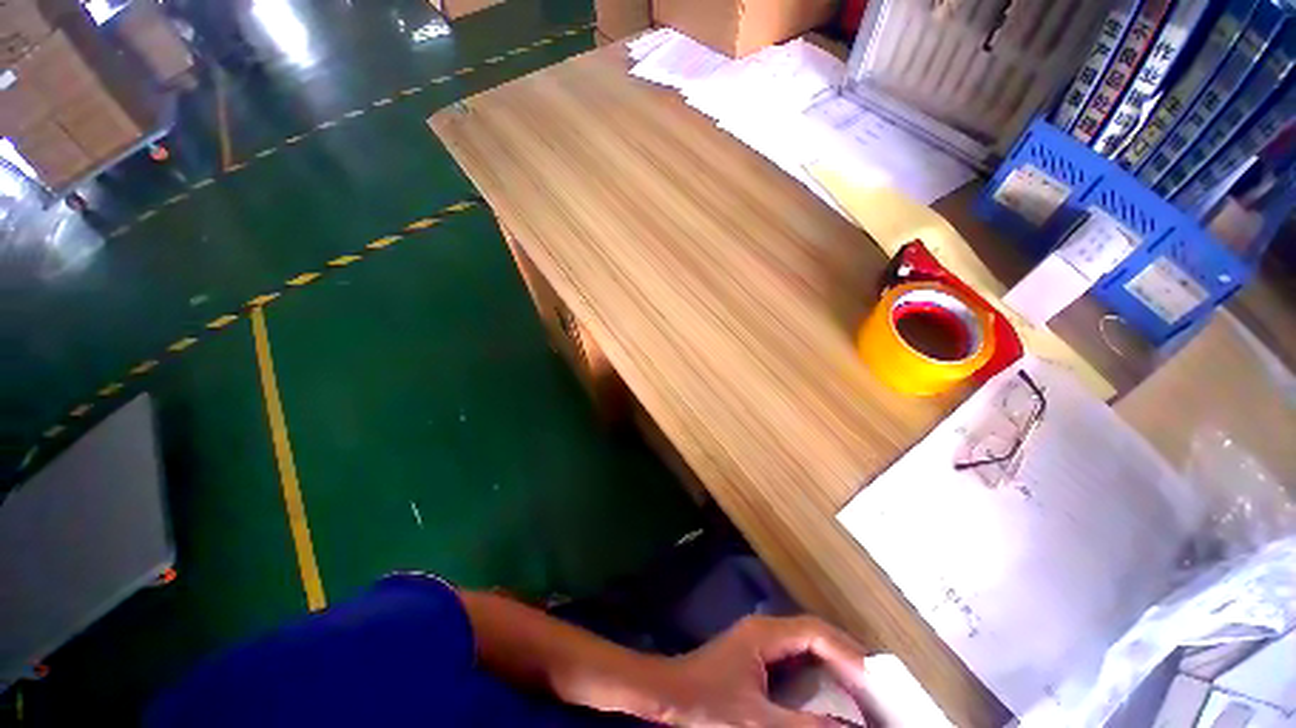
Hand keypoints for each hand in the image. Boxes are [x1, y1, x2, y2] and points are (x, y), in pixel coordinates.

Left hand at [640, 615, 870, 726]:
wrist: (667, 695)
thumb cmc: (706, 703)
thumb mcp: (757, 721)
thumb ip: (804, 726)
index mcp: (765, 634)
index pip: (816, 633)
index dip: (848, 654)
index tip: (877, 683)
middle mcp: (765, 630)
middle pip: (814, 634)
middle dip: (846, 657)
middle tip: (878, 688)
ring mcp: (759, 642)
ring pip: (806, 645)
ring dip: (834, 664)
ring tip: (863, 691)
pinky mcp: (755, 657)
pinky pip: (796, 658)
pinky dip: (818, 673)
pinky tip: (830, 694)